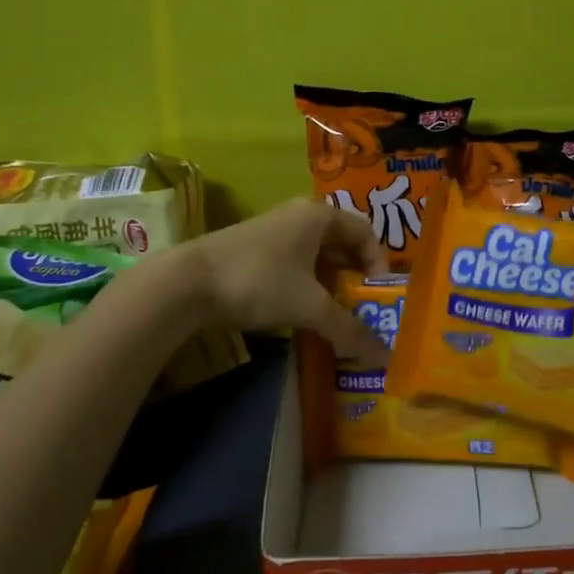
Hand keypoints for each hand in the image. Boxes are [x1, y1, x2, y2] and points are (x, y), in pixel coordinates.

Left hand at [194, 198, 391, 363]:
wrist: (189, 282)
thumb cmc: (260, 281)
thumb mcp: (309, 307)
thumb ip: (348, 330)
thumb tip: (384, 357)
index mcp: (319, 216)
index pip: (365, 232)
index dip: (378, 263)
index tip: (377, 295)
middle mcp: (300, 215)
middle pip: (341, 243)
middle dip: (354, 277)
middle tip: (361, 309)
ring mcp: (275, 230)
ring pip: (316, 255)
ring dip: (330, 284)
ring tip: (335, 315)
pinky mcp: (255, 248)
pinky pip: (295, 263)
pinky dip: (306, 285)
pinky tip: (302, 311)